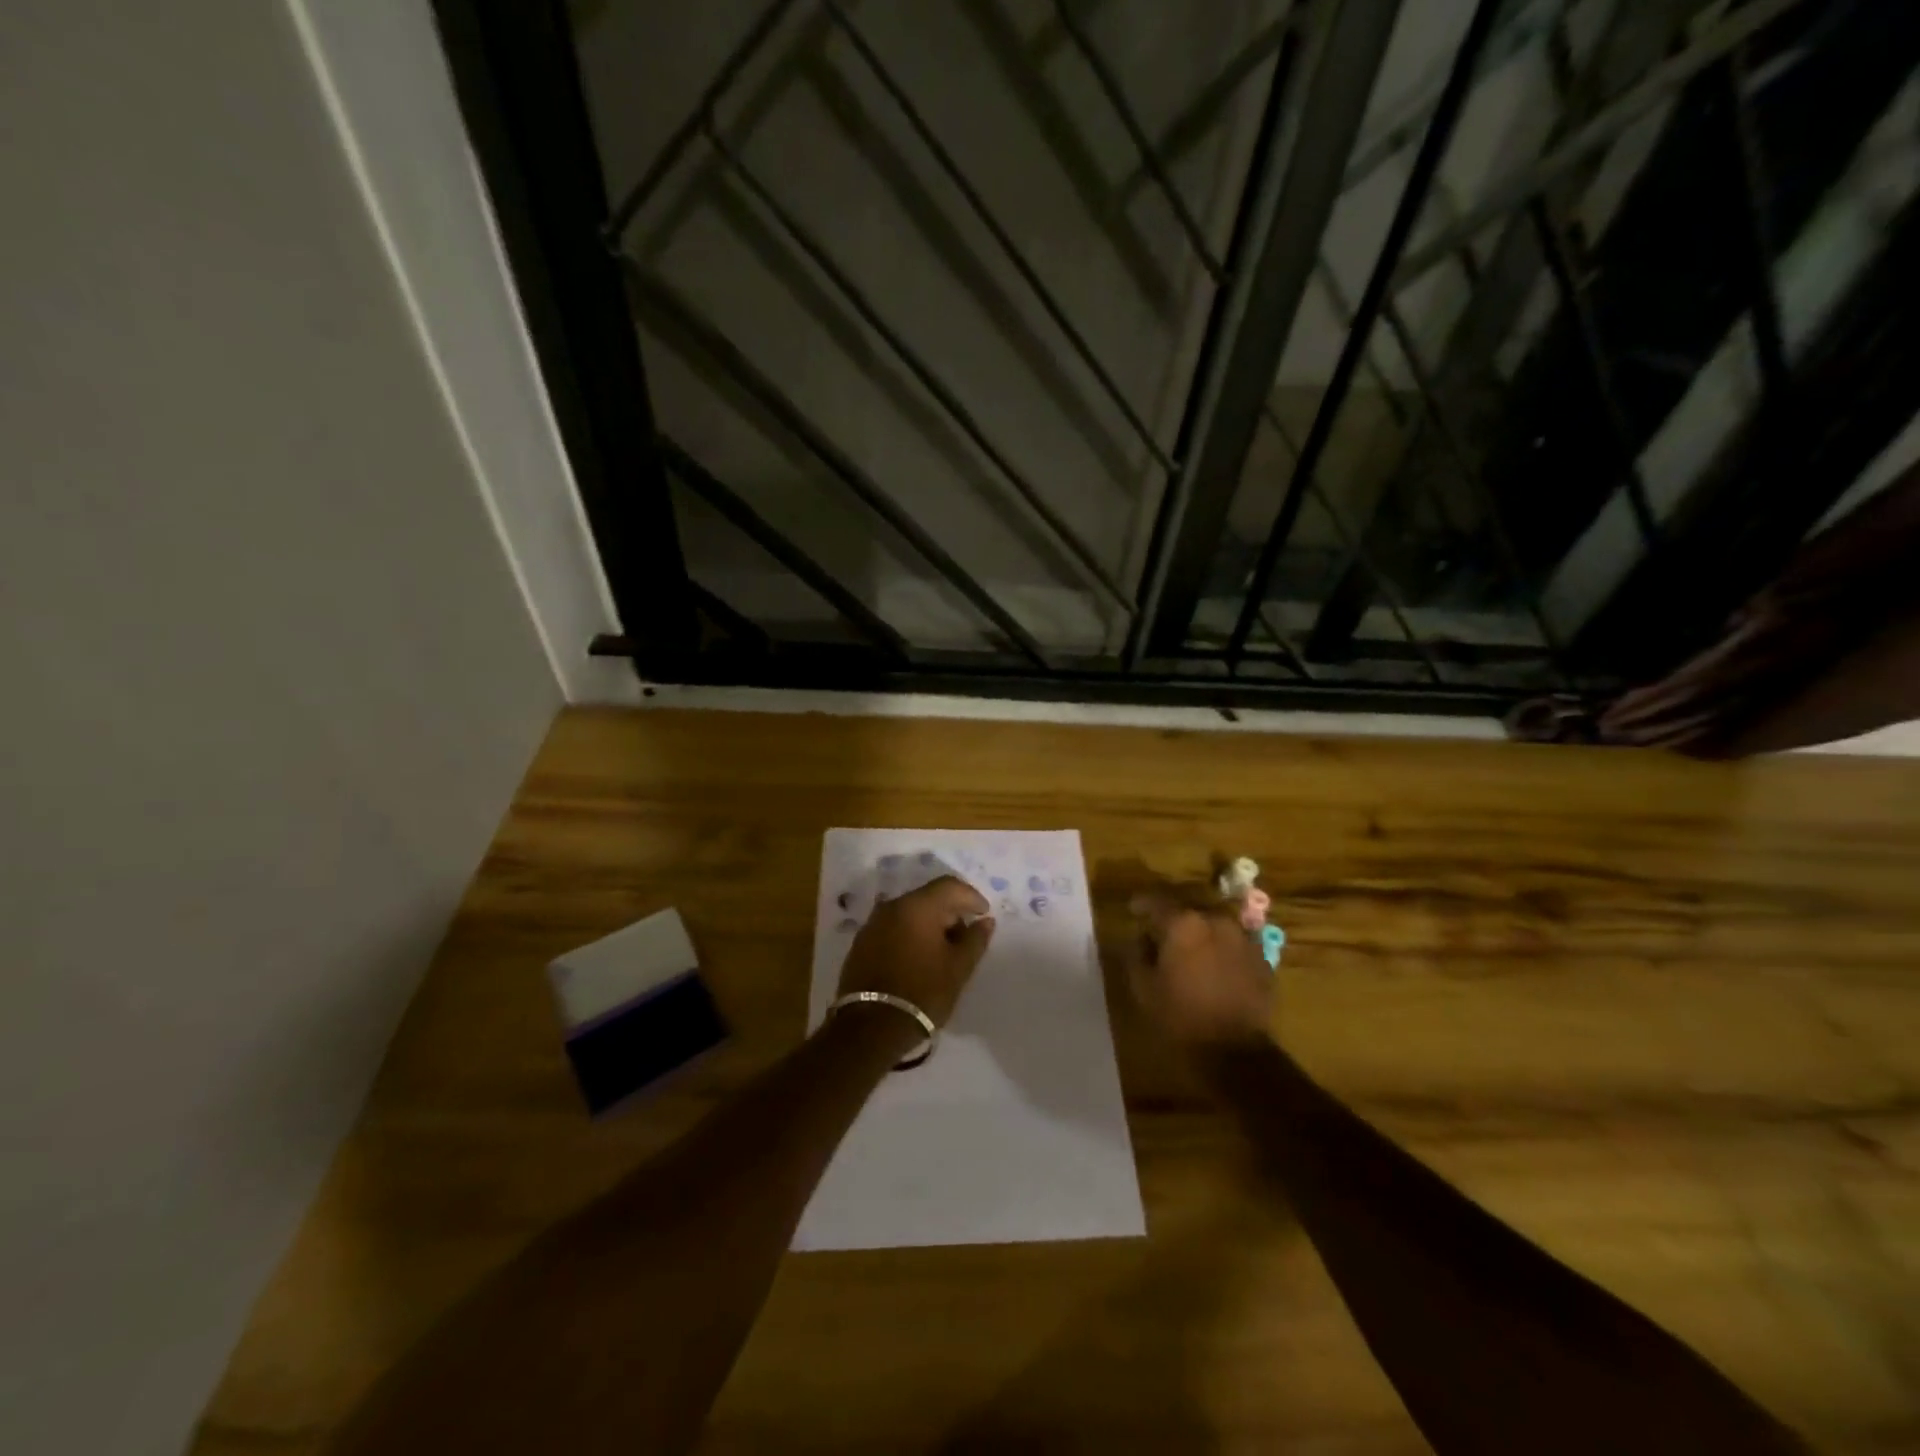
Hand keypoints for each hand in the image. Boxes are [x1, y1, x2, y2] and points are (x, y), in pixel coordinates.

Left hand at [837, 876, 994, 1027]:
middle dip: (951, 911)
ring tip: (944, 950)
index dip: (971, 897)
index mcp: (917, 906)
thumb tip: (985, 921)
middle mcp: (892, 906)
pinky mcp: (862, 942)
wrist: (870, 1027)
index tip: (984, 915)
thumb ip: (975, 939)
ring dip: (930, 924)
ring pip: (910, 912)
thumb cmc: (922, 993)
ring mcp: (873, 924)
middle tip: (966, 936)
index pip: (949, 886)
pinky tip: (920, 957)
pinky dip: (911, 934)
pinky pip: (894, 927)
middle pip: (928, 897)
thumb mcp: (958, 968)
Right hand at [1129, 885, 1273, 1048]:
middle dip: (1173, 919)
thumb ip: (1137, 955)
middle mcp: (1215, 920)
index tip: (1133, 910)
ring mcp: (1243, 937)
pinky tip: (1215, 967)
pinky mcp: (1262, 957)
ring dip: (1200, 932)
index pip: (1156, 901)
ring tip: (1191, 950)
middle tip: (1161, 934)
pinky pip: (1234, 943)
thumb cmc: (1182, 1017)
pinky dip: (1221, 948)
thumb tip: (1142, 939)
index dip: (1141, 904)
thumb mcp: (1143, 988)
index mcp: (1183, 924)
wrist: (1237, 1051)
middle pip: (1188, 909)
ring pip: (1214, 924)